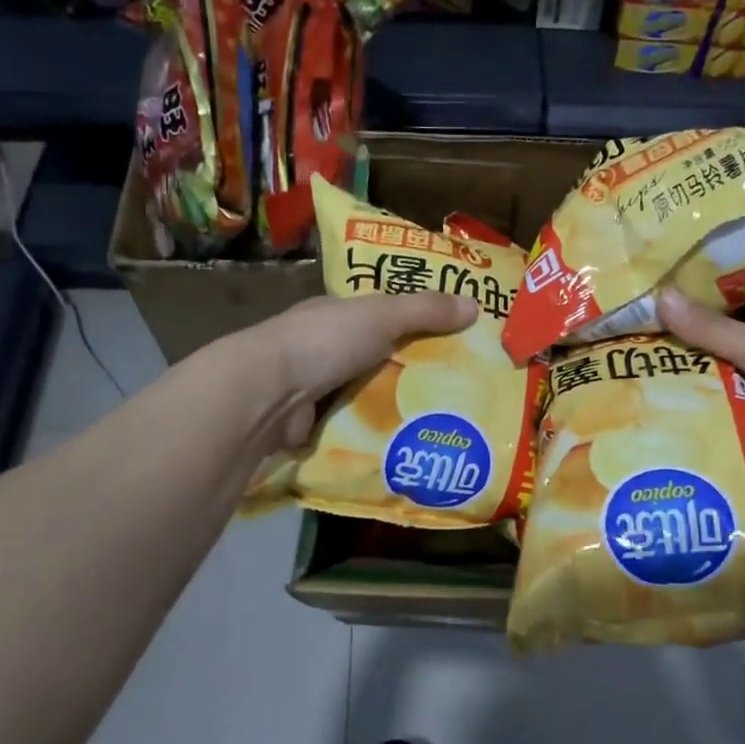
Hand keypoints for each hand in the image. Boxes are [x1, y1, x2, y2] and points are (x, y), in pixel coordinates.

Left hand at [261, 292, 478, 446]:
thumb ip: (426, 310)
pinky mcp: (312, 422)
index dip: (415, 322)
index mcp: (337, 314)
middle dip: (410, 369)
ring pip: (367, 392)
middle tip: (457, 386)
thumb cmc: (326, 341)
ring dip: (394, 403)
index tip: (452, 339)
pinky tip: (406, 439)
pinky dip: (374, 429)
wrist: (268, 392)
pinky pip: (353, 423)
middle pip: (378, 356)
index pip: (382, 315)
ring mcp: (315, 386)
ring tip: (441, 417)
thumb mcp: (383, 315)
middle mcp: (324, 347)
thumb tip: (476, 304)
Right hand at [658, 288, 744, 484]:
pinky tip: (700, 488)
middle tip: (641, 426)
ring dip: (714, 449)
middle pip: (725, 402)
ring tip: (661, 462)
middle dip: (691, 413)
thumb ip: (708, 331)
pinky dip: (741, 480)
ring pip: (741, 440)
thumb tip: (658, 293)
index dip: (683, 365)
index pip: (717, 359)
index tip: (641, 375)